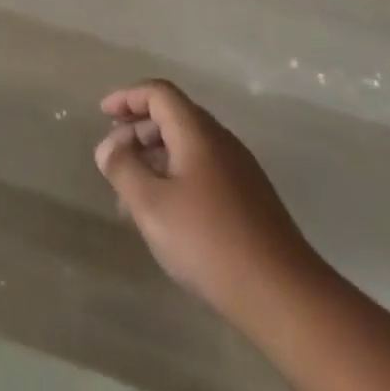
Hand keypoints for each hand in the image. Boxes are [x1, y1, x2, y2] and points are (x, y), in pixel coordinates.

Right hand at [95, 80, 319, 320]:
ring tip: (132, 192)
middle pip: (173, 116)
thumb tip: (108, 147)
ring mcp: (240, 171)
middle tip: (113, 157)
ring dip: (155, 158)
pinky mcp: (250, 200)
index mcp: (197, 132)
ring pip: (188, 147)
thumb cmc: (210, 243)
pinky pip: (203, 170)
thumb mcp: (151, 205)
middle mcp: (221, 141)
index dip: (127, 98)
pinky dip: (175, 177)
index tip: (103, 115)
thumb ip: (123, 169)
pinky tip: (166, 214)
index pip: (158, 93)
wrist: (286, 297)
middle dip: (137, 130)